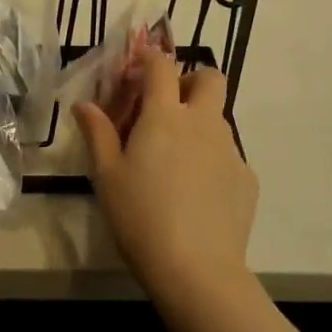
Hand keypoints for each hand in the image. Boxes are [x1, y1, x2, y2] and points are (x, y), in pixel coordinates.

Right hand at [73, 55, 255, 303]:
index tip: (137, 71)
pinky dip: (212, 161)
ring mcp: (230, 150)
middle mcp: (202, 123)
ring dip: (199, 124)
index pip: (161, 65)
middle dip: (190, 81)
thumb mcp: (107, 176)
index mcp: (165, 115)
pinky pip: (228, 156)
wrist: (197, 271)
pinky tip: (196, 195)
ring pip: (218, 119)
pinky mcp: (247, 178)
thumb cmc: (141, 217)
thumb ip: (97, 133)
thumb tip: (84, 104)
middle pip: (210, 78)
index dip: (149, 60)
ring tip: (176, 163)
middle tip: (168, 109)